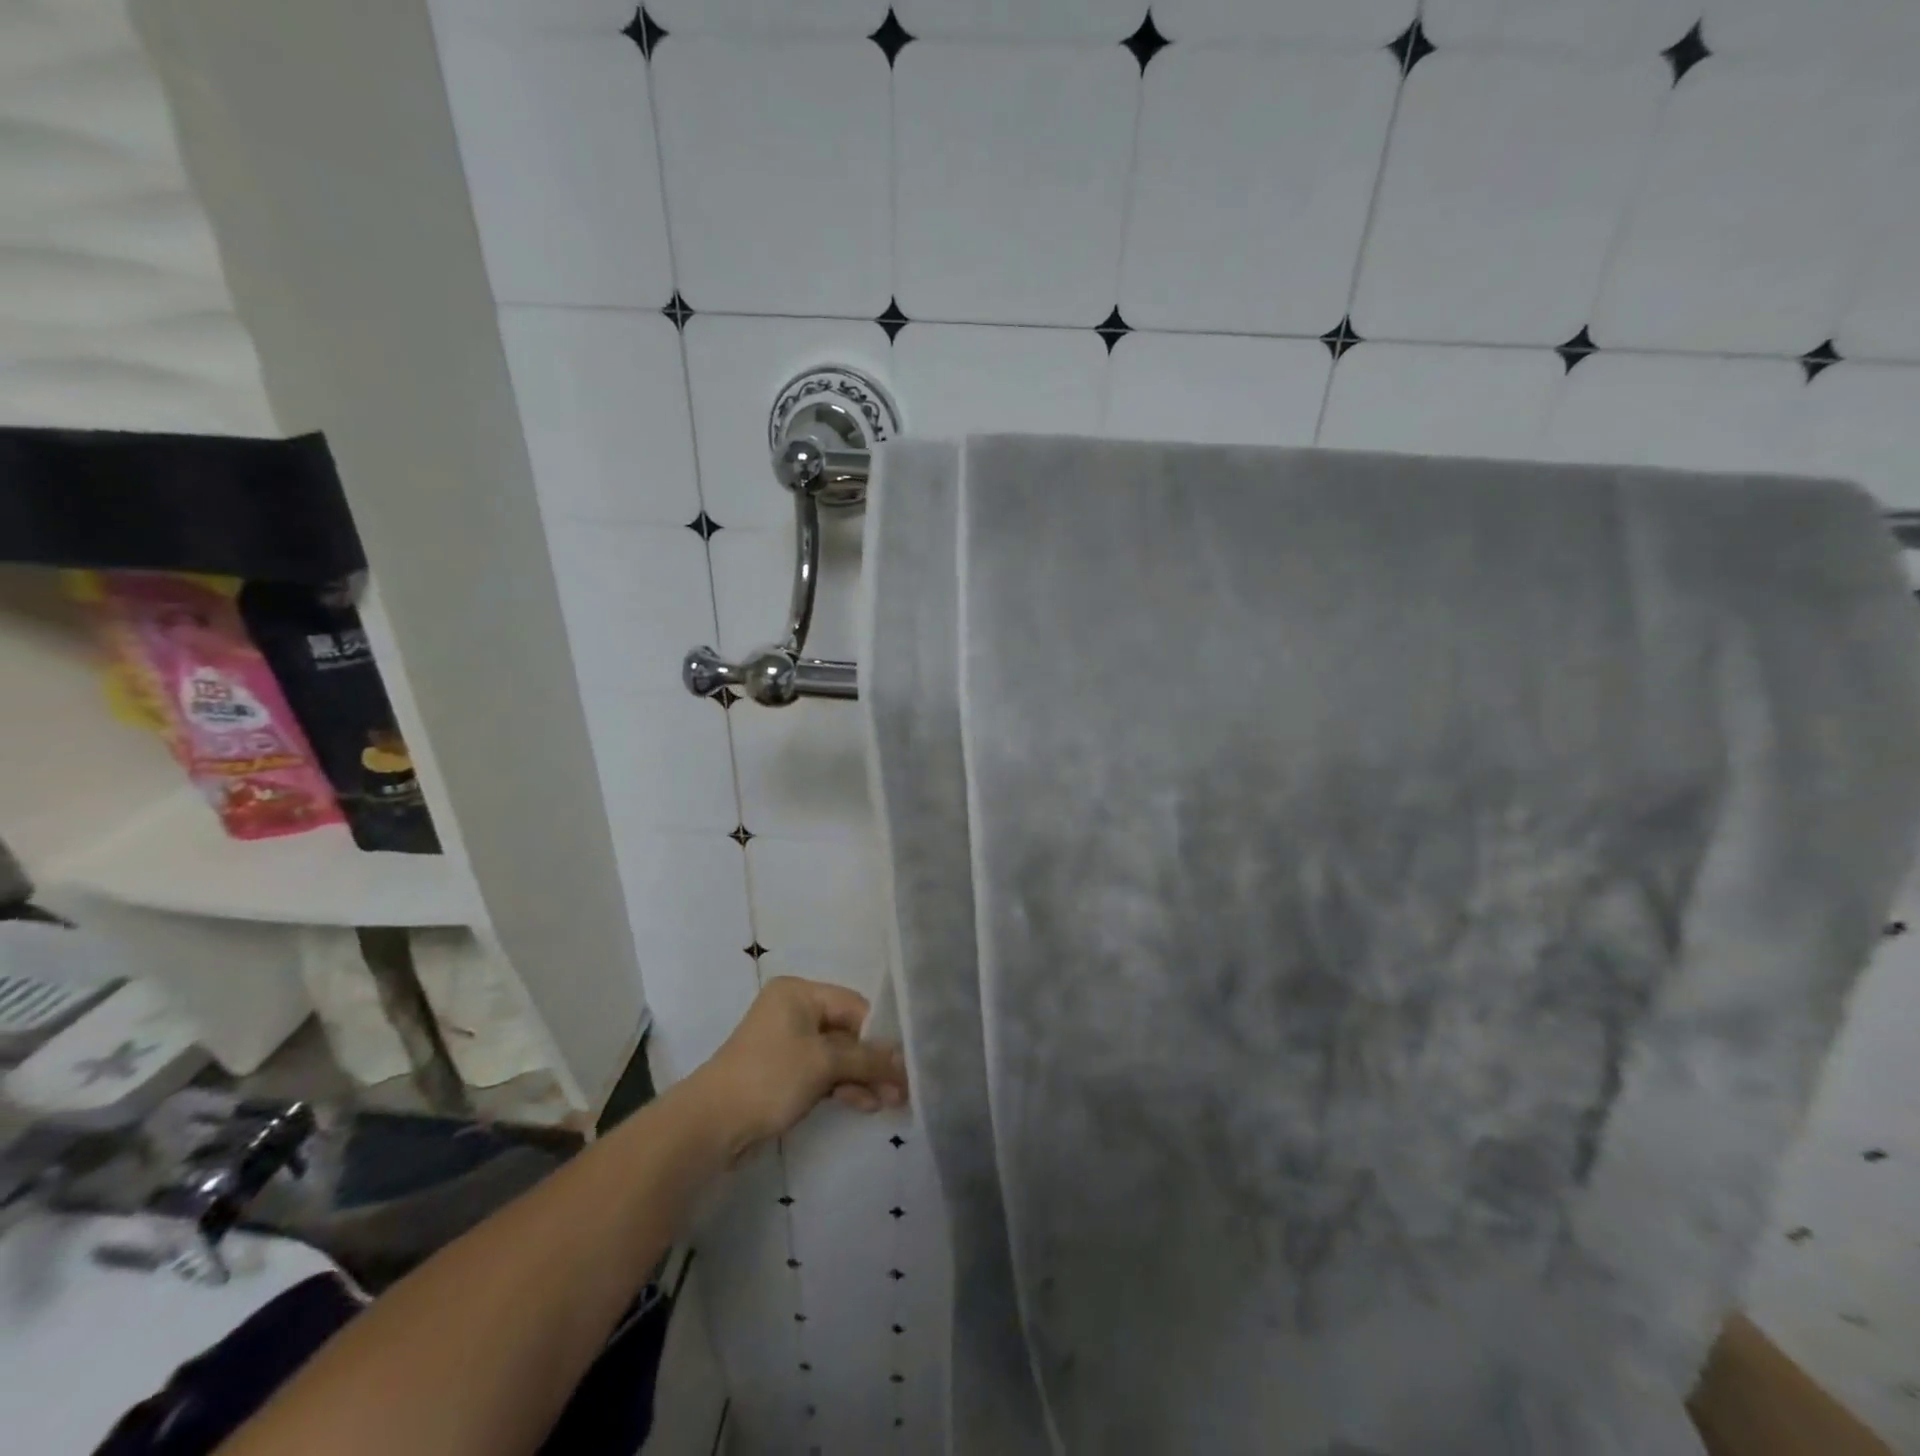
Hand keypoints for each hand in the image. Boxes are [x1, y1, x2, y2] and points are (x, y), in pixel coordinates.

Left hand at [688, 977, 907, 1162]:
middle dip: (874, 1061)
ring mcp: (787, 1043)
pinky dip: (843, 1086)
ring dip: (862, 1077)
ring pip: (837, 1055)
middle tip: (902, 1088)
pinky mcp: (784, 1073)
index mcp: (799, 993)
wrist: (711, 1126)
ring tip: (891, 1102)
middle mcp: (794, 1011)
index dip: (881, 1034)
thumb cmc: (769, 1078)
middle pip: (847, 1031)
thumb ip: (867, 1058)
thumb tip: (903, 1061)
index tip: (905, 1063)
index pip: (854, 1006)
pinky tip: (867, 1104)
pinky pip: (822, 1072)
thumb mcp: (824, 1063)